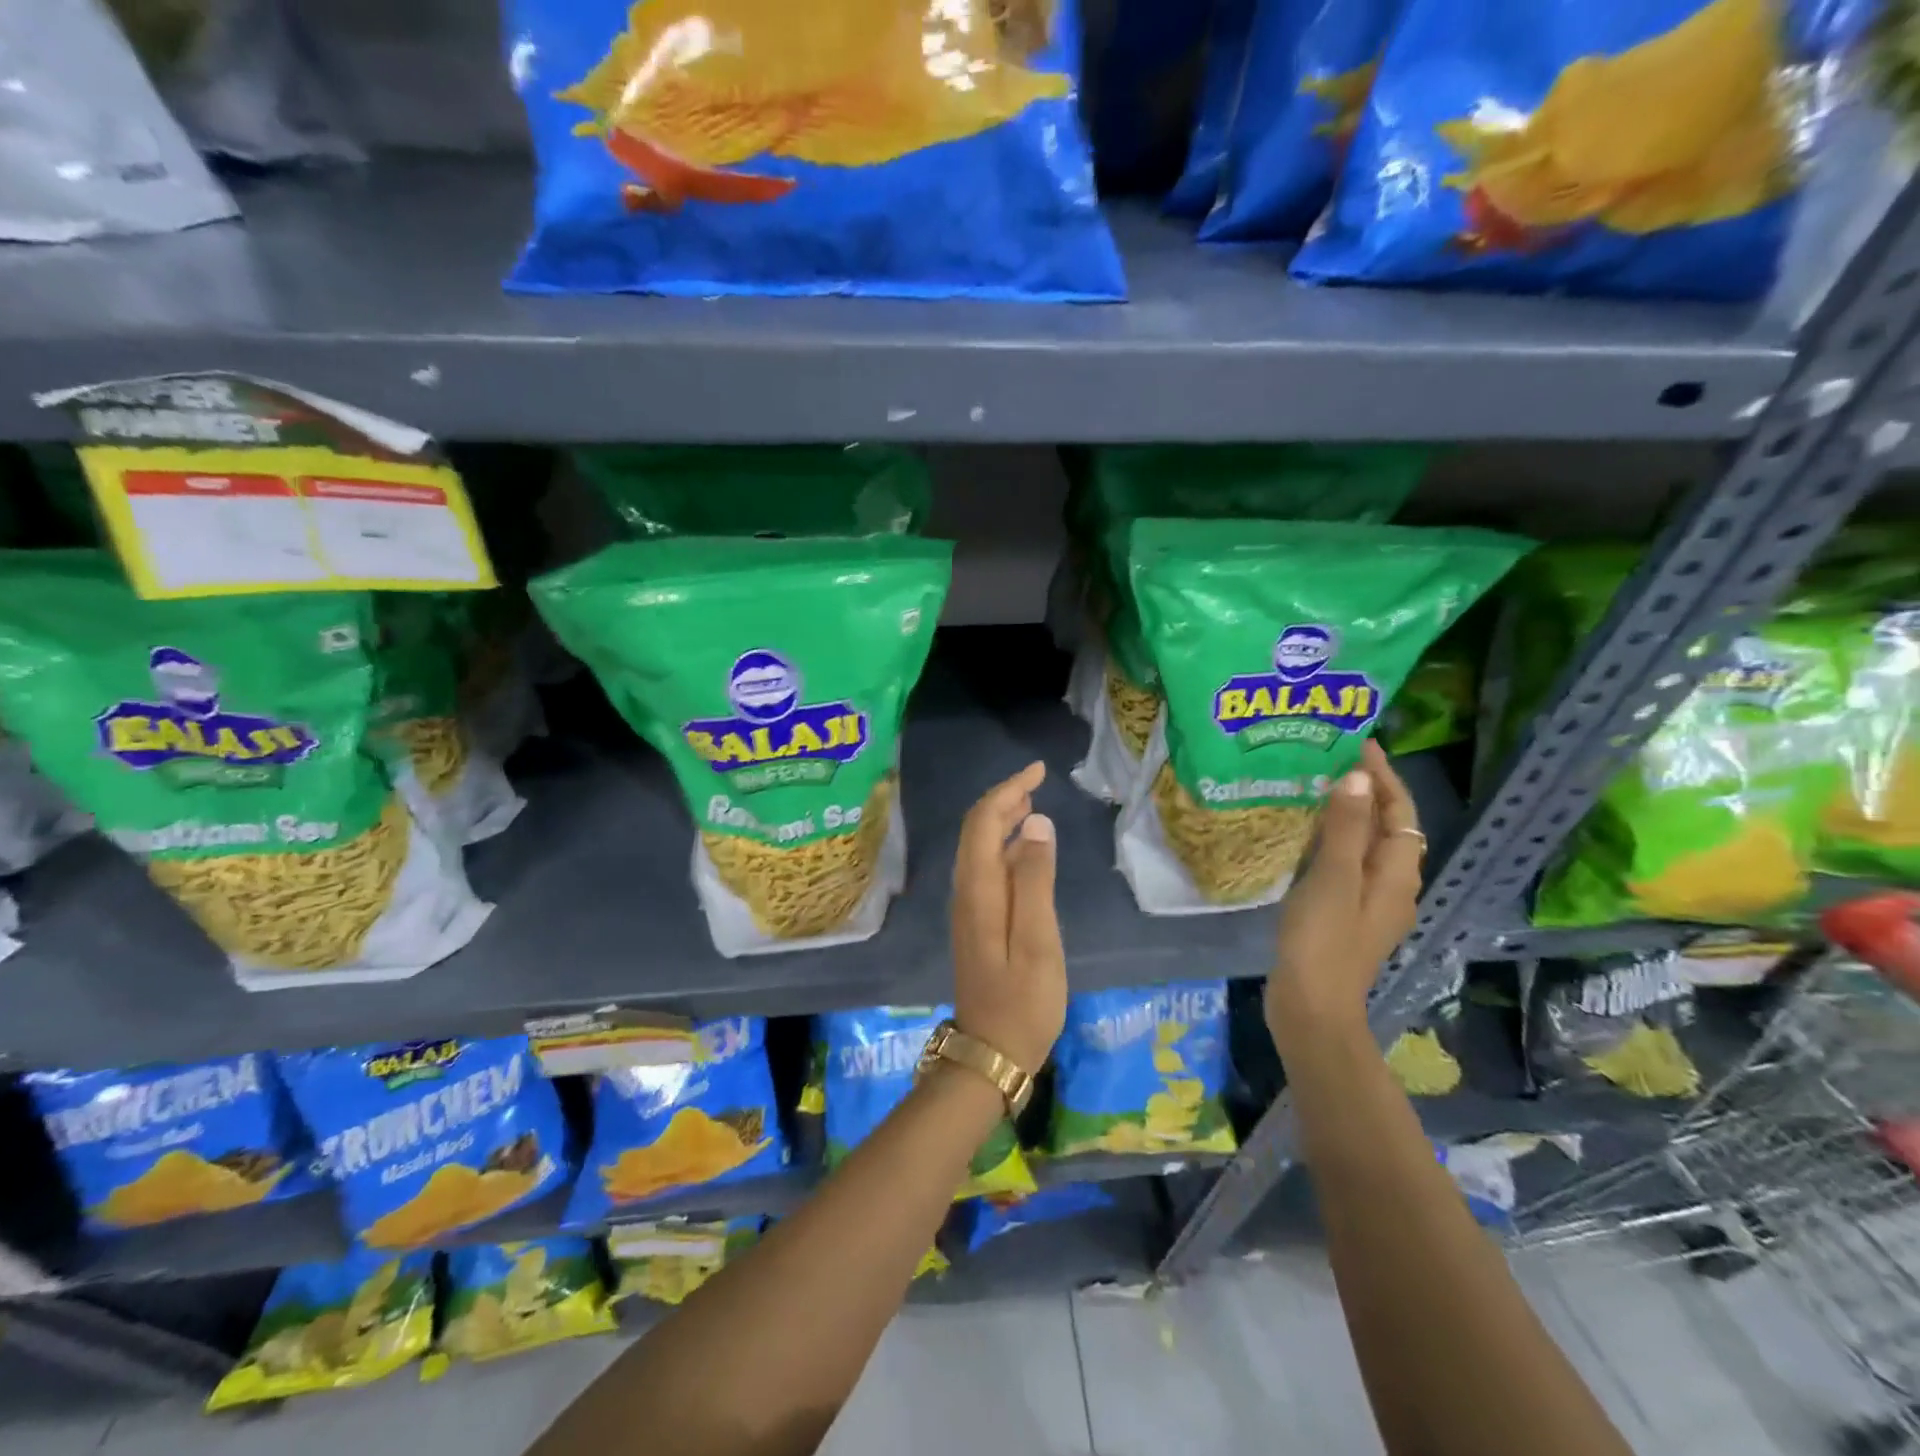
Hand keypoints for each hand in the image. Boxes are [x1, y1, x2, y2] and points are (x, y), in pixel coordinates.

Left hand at [950, 761, 1066, 1075]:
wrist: (991, 1053)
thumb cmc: (1024, 1000)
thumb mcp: (1039, 940)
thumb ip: (1036, 880)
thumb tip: (1036, 823)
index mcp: (979, 889)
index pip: (984, 821)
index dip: (1008, 790)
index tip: (1038, 770)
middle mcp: (966, 891)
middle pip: (976, 830)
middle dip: (1003, 799)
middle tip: (1037, 781)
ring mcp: (968, 908)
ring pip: (979, 848)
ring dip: (1002, 820)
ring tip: (1033, 805)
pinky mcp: (976, 922)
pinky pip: (985, 868)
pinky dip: (1003, 846)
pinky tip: (1026, 850)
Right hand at [1267, 741, 1423, 1036]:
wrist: (1311, 1006)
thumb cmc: (1324, 940)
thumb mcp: (1332, 878)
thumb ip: (1344, 827)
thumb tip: (1357, 777)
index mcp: (1396, 874)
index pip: (1400, 811)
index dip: (1383, 777)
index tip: (1357, 745)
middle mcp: (1391, 885)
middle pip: (1388, 827)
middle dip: (1367, 791)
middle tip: (1331, 760)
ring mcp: (1368, 902)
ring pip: (1366, 845)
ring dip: (1349, 814)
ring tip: (1316, 788)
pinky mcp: (1344, 914)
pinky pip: (1346, 863)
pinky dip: (1333, 840)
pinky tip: (1305, 837)